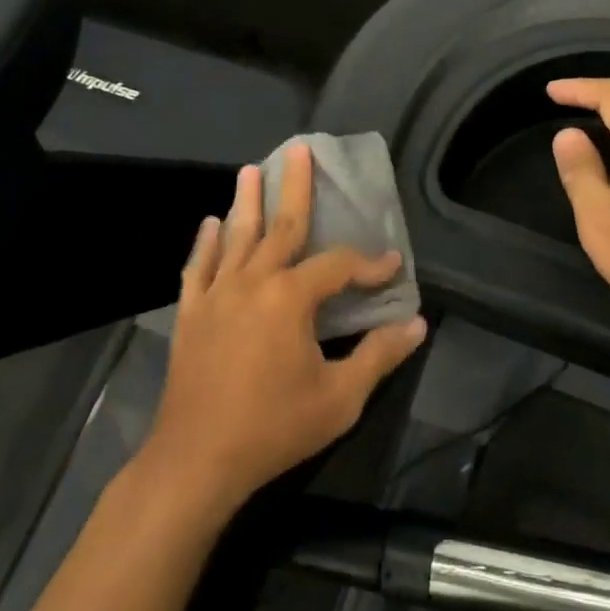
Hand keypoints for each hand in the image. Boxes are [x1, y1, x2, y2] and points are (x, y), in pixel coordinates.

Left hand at [146, 144, 427, 513]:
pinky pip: (199, 266)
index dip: (369, 263)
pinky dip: (206, 243)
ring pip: (237, 236)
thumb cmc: (273, 428)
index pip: (339, 266)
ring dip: (246, 201)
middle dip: (294, 187)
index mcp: (290, 298)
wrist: (196, 460)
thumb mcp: (339, 399)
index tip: (391, 264)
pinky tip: (210, 224)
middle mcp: (253, 282)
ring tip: (251, 169)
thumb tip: (418, 325)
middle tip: (299, 150)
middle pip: (281, 226)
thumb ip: (379, 356)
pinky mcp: (191, 313)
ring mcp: (217, 294)